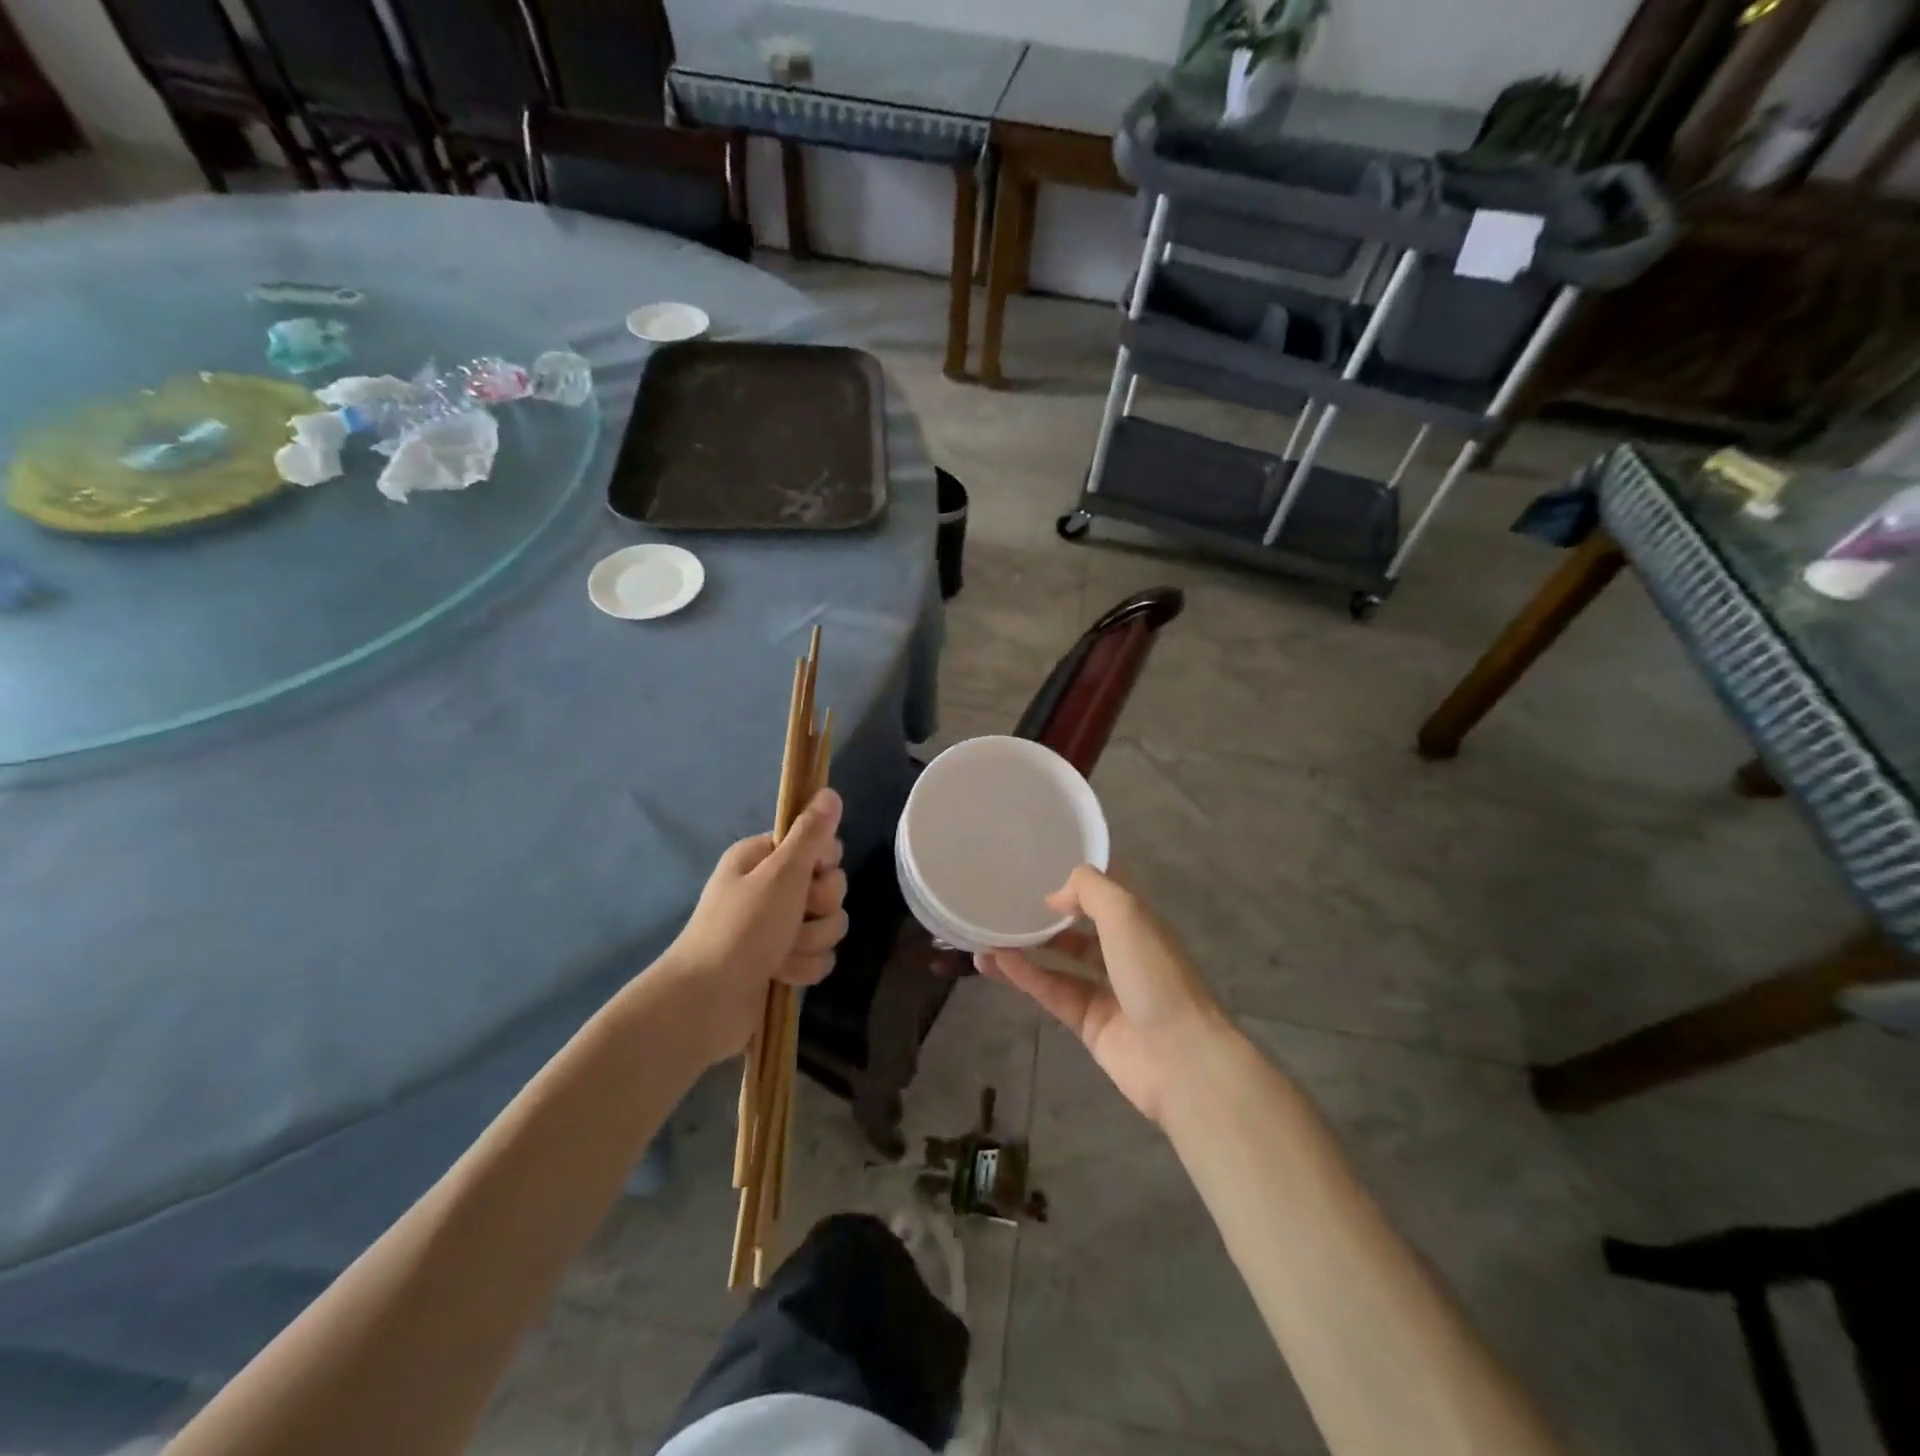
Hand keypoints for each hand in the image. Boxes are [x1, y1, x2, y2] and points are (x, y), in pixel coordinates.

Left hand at [660, 789, 848, 1065]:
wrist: (706, 1002)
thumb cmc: (742, 929)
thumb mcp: (781, 874)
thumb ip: (811, 834)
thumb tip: (829, 792)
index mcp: (763, 858)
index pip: (819, 845)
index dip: (824, 862)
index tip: (811, 874)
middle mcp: (771, 888)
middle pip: (829, 887)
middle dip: (819, 908)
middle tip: (792, 917)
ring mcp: (777, 927)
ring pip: (828, 924)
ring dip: (811, 941)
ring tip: (782, 954)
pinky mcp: (783, 961)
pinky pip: (818, 955)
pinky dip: (804, 967)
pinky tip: (782, 975)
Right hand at [978, 865, 1229, 1124]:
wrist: (1179, 1057)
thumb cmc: (1155, 973)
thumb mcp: (1126, 913)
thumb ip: (1089, 890)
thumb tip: (1055, 897)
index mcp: (1139, 924)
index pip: (1106, 894)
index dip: (1077, 881)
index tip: (1038, 869)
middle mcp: (1123, 954)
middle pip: (1079, 929)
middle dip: (1046, 917)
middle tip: (1005, 903)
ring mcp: (1106, 991)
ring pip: (1059, 962)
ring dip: (1026, 948)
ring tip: (986, 934)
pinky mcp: (1087, 1023)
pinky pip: (1051, 991)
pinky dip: (1024, 976)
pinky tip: (993, 961)